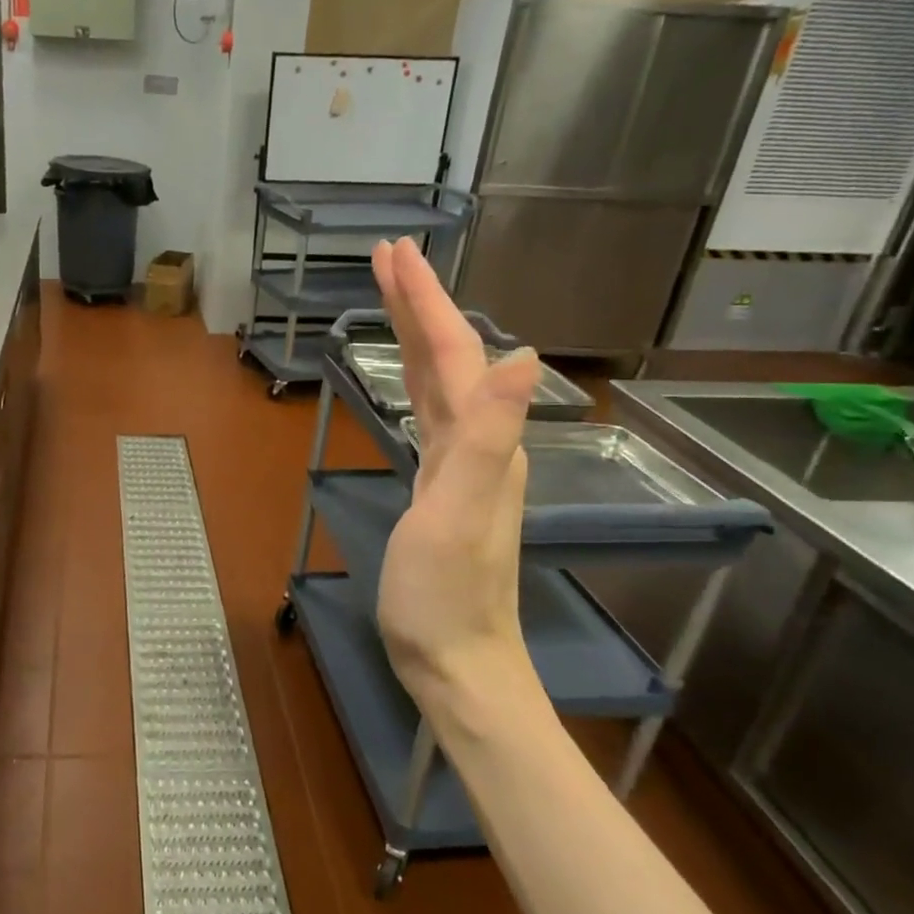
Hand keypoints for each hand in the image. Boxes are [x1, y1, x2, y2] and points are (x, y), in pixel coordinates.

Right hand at [371, 239, 549, 734]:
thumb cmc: (444, 593)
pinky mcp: (441, 486)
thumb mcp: (458, 513)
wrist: (456, 660)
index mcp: (482, 440)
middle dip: (418, 303)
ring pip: (440, 382)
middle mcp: (480, 442)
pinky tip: (410, 379)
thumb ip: (488, 436)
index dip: (424, 301)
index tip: (393, 254)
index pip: (454, 353)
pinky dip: (415, 380)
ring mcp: (461, 465)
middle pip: (450, 357)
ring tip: (391, 298)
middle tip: (387, 257)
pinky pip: (430, 413)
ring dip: (416, 335)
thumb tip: (526, 355)